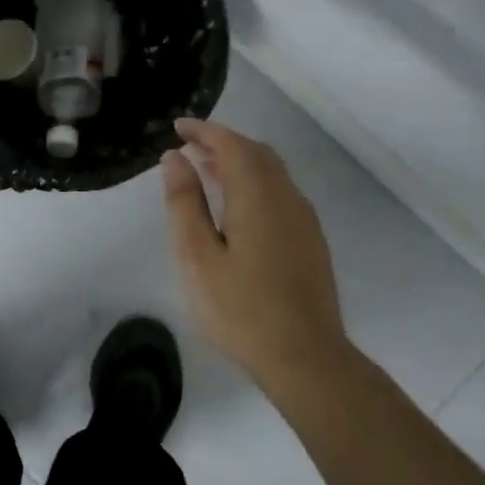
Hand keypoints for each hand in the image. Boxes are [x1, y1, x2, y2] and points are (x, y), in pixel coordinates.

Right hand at [161, 117, 349, 391]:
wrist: (305, 357)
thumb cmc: (241, 309)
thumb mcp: (197, 256)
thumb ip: (184, 202)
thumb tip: (174, 158)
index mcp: (258, 196)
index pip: (231, 145)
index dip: (204, 131)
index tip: (178, 127)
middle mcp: (287, 198)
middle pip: (256, 153)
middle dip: (222, 142)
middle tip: (188, 146)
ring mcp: (304, 220)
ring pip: (272, 172)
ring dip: (239, 161)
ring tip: (206, 169)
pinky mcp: (310, 241)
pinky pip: (280, 192)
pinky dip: (254, 181)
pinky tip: (237, 206)